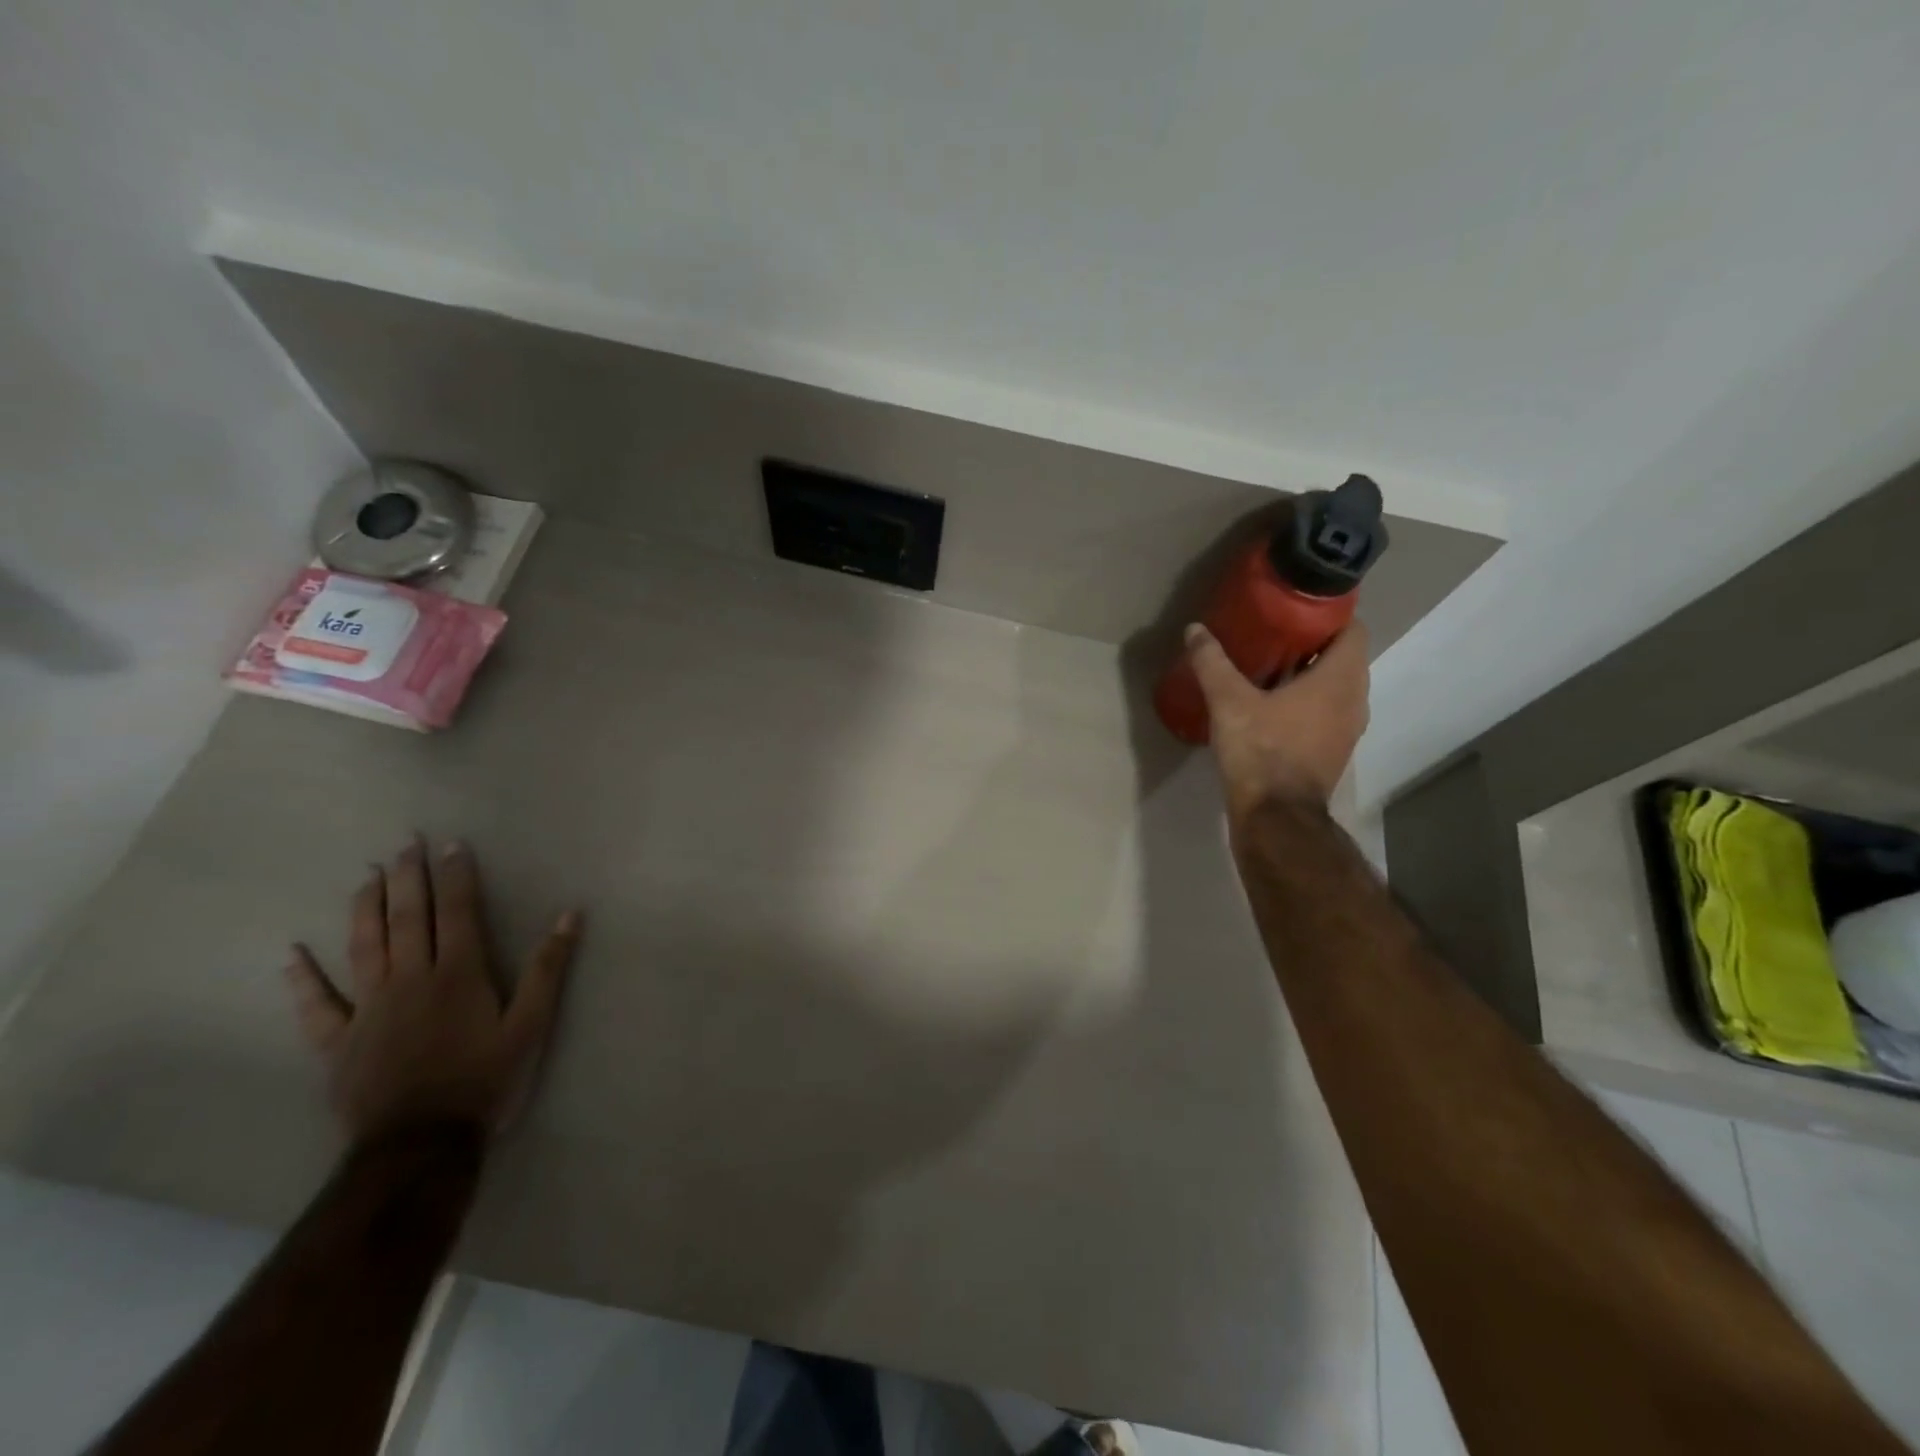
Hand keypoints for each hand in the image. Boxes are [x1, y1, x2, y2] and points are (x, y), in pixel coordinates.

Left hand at [284, 838, 580, 1143]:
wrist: (420, 1144)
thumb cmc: (485, 1081)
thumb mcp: (532, 1026)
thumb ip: (549, 969)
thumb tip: (570, 916)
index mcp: (458, 974)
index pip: (457, 912)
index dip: (455, 876)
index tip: (451, 845)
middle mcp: (410, 980)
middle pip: (406, 919)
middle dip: (408, 878)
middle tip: (405, 844)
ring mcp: (369, 1009)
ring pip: (363, 947)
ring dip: (365, 908)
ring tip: (367, 876)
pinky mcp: (339, 1041)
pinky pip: (316, 1005)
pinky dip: (302, 979)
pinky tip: (292, 955)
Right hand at [1185, 620, 1370, 821]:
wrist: (1275, 817)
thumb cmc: (1262, 751)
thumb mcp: (1229, 702)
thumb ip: (1212, 663)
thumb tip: (1194, 629)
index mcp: (1340, 680)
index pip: (1353, 629)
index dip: (1329, 614)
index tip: (1295, 608)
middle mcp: (1355, 701)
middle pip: (1342, 657)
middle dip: (1311, 643)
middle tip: (1273, 632)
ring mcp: (1347, 730)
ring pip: (1334, 688)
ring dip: (1308, 675)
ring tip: (1267, 666)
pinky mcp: (1332, 752)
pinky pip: (1325, 713)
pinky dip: (1305, 702)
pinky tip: (1270, 705)